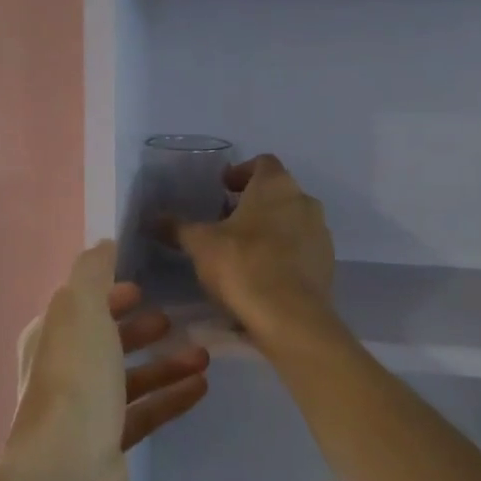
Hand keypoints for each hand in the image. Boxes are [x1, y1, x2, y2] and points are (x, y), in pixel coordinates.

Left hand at [10, 241, 210, 480]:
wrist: (68, 469)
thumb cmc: (76, 378)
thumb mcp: (82, 308)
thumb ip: (93, 271)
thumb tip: (104, 243)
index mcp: (51, 336)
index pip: (80, 306)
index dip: (109, 294)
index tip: (142, 287)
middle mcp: (63, 371)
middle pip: (105, 342)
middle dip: (139, 329)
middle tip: (174, 319)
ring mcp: (85, 411)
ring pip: (129, 379)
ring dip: (164, 364)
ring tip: (203, 356)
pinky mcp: (108, 444)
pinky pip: (144, 412)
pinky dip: (170, 397)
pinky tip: (202, 387)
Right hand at [173, 154, 333, 336]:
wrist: (291, 318)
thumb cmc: (243, 265)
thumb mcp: (200, 245)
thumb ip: (178, 228)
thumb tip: (154, 218)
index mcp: (276, 185)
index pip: (262, 163)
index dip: (241, 172)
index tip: (222, 188)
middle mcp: (304, 201)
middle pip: (277, 193)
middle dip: (252, 204)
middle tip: (225, 221)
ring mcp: (320, 234)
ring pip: (291, 221)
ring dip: (268, 229)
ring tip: (241, 251)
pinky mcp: (326, 264)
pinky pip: (300, 250)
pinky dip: (282, 254)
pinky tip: (261, 275)